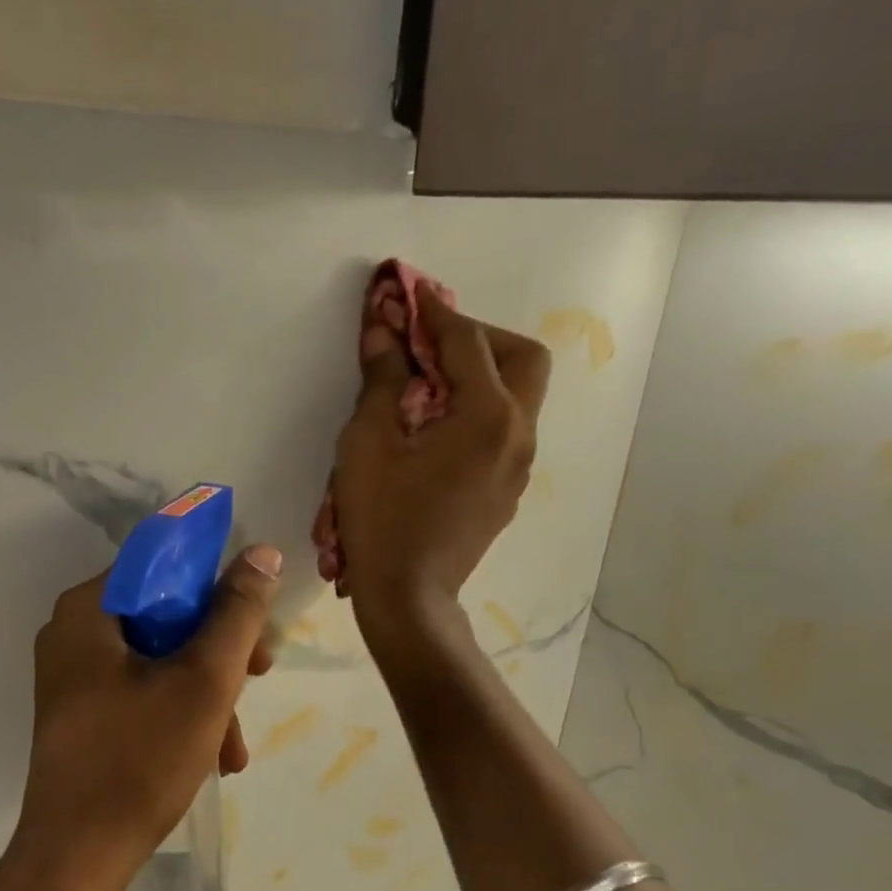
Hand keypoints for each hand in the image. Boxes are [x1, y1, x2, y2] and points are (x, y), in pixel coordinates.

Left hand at [12, 546, 281, 890]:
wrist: (77, 860)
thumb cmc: (140, 760)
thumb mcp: (204, 679)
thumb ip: (237, 612)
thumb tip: (261, 553)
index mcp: (88, 610)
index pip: (163, 564)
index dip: (217, 584)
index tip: (255, 621)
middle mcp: (73, 632)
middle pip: (165, 614)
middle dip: (219, 650)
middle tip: (260, 675)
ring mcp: (74, 675)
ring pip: (159, 657)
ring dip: (207, 692)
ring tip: (235, 744)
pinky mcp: (82, 712)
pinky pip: (142, 690)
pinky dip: (180, 713)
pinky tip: (213, 755)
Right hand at [333, 282, 549, 629]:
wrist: (407, 596)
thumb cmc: (382, 518)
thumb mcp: (368, 442)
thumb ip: (381, 379)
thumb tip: (382, 330)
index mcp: (488, 416)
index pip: (467, 342)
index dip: (434, 313)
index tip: (410, 294)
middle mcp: (518, 434)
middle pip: (523, 358)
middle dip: (480, 338)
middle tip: (433, 346)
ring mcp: (518, 466)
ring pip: (518, 397)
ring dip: (481, 376)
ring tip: (429, 388)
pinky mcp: (507, 491)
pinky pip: (504, 431)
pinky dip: (478, 412)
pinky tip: (436, 433)